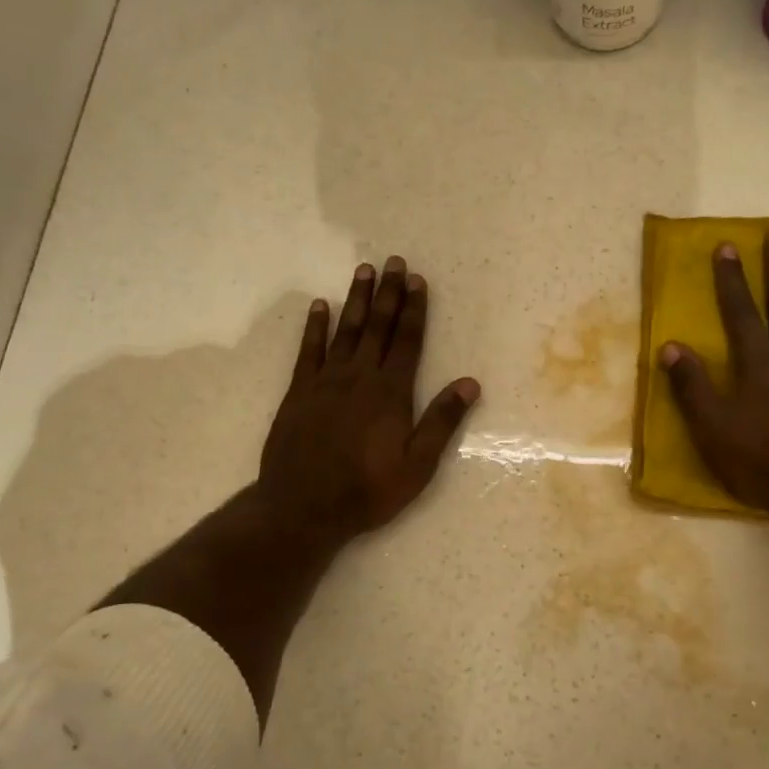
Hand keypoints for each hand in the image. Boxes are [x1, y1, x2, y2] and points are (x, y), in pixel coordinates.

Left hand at [258, 257, 480, 547]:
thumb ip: (442, 421)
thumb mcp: (417, 465)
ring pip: (345, 331)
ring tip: (363, 271)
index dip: (414, 309)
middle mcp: (359, 377)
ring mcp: (325, 382)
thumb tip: (470, 383)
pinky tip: (319, 306)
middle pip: (377, 327)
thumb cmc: (367, 490)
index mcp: (391, 392)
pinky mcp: (298, 392)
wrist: (303, 507)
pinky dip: (315, 327)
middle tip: (393, 261)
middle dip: (387, 293)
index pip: (407, 341)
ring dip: (355, 300)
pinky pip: (308, 351)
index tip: (417, 280)